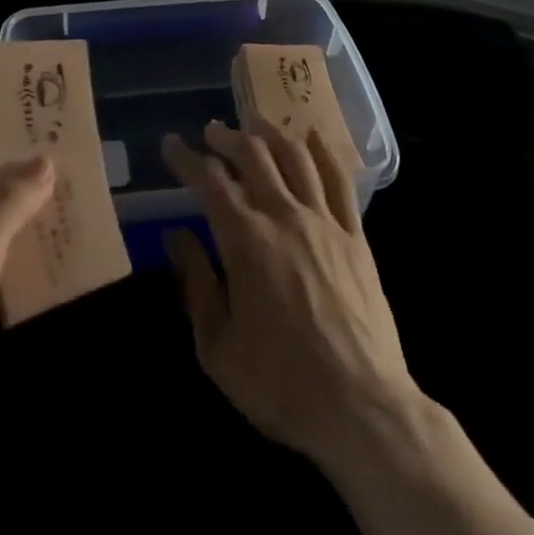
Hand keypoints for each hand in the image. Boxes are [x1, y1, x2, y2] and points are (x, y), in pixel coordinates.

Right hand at [161, 120, 415, 475]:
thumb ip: (196, 284)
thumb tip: (175, 236)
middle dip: (227, 136)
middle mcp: (284, 216)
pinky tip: (312, 136)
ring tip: (255, 124)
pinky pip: (339, 179)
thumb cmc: (281, 383)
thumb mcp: (218, 347)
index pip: (209, 180)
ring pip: (295, 155)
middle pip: (253, 154)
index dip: (186, 158)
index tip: (171, 144)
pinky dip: (323, 151)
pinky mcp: (355, 236)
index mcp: (246, 240)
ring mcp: (324, 221)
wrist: (362, 410)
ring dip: (270, 132)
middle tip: (212, 131)